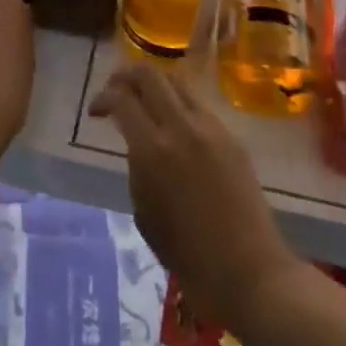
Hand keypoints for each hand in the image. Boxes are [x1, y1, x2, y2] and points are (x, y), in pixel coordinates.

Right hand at [89, 64, 298, 330]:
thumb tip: (139, 144)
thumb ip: (137, 167)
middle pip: (149, 75)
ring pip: (176, 82)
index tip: (95, 112)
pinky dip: (178, 104)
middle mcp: (181, 127)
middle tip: (116, 92)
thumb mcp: (145, 212)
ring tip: (144, 103)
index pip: (121, 99)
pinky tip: (174, 127)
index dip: (102, 98)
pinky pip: (197, 105)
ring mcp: (210, 127)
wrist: (249, 271)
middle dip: (125, 76)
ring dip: (154, 85)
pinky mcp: (231, 136)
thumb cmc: (189, 255)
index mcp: (153, 150)